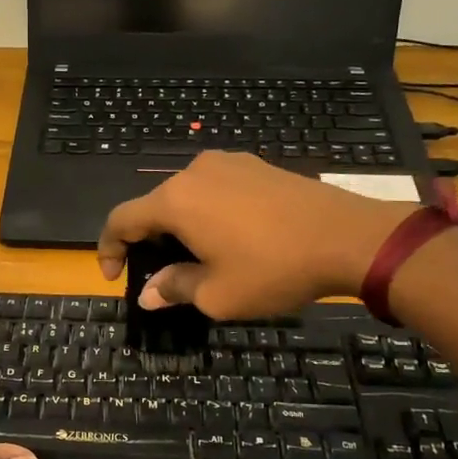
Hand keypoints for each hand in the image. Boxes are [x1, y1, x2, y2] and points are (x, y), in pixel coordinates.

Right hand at [97, 151, 418, 316]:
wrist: (348, 237)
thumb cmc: (273, 269)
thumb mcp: (217, 294)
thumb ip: (174, 288)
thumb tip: (148, 293)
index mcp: (175, 200)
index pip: (121, 219)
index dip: (109, 248)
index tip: (115, 276)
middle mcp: (194, 172)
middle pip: (154, 206)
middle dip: (148, 241)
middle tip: (161, 275)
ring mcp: (228, 163)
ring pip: (186, 196)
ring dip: (180, 227)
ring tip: (198, 258)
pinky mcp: (256, 165)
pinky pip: (215, 189)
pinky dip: (207, 213)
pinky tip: (230, 237)